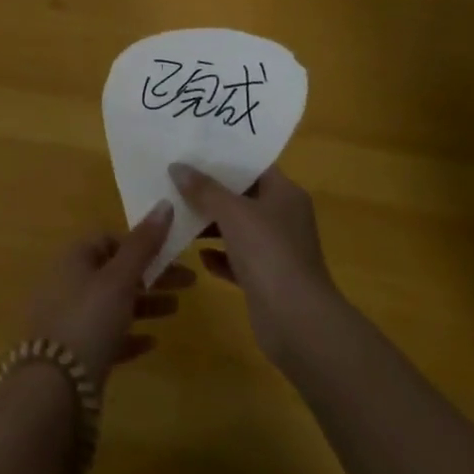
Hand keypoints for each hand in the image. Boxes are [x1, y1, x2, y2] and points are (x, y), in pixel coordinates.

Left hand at [24, 201, 195, 385]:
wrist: (55, 388)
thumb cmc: (89, 319)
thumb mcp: (120, 278)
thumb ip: (143, 244)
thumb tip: (164, 203)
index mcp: (73, 258)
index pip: (107, 239)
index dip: (138, 243)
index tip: (168, 253)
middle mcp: (67, 283)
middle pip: (114, 271)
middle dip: (150, 275)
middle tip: (188, 283)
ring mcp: (68, 319)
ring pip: (112, 303)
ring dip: (144, 304)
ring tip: (176, 310)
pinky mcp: (74, 353)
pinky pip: (106, 336)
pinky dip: (128, 335)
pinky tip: (151, 343)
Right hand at [170, 164, 341, 367]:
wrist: (297, 322)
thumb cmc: (268, 253)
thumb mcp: (232, 212)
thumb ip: (203, 188)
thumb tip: (177, 166)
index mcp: (285, 194)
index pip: (253, 166)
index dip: (224, 158)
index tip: (192, 151)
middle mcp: (283, 217)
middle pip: (243, 196)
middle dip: (211, 191)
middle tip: (176, 181)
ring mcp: (276, 250)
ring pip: (238, 229)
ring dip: (211, 225)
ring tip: (177, 215)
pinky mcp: (266, 279)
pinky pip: (237, 260)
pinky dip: (219, 257)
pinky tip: (199, 257)